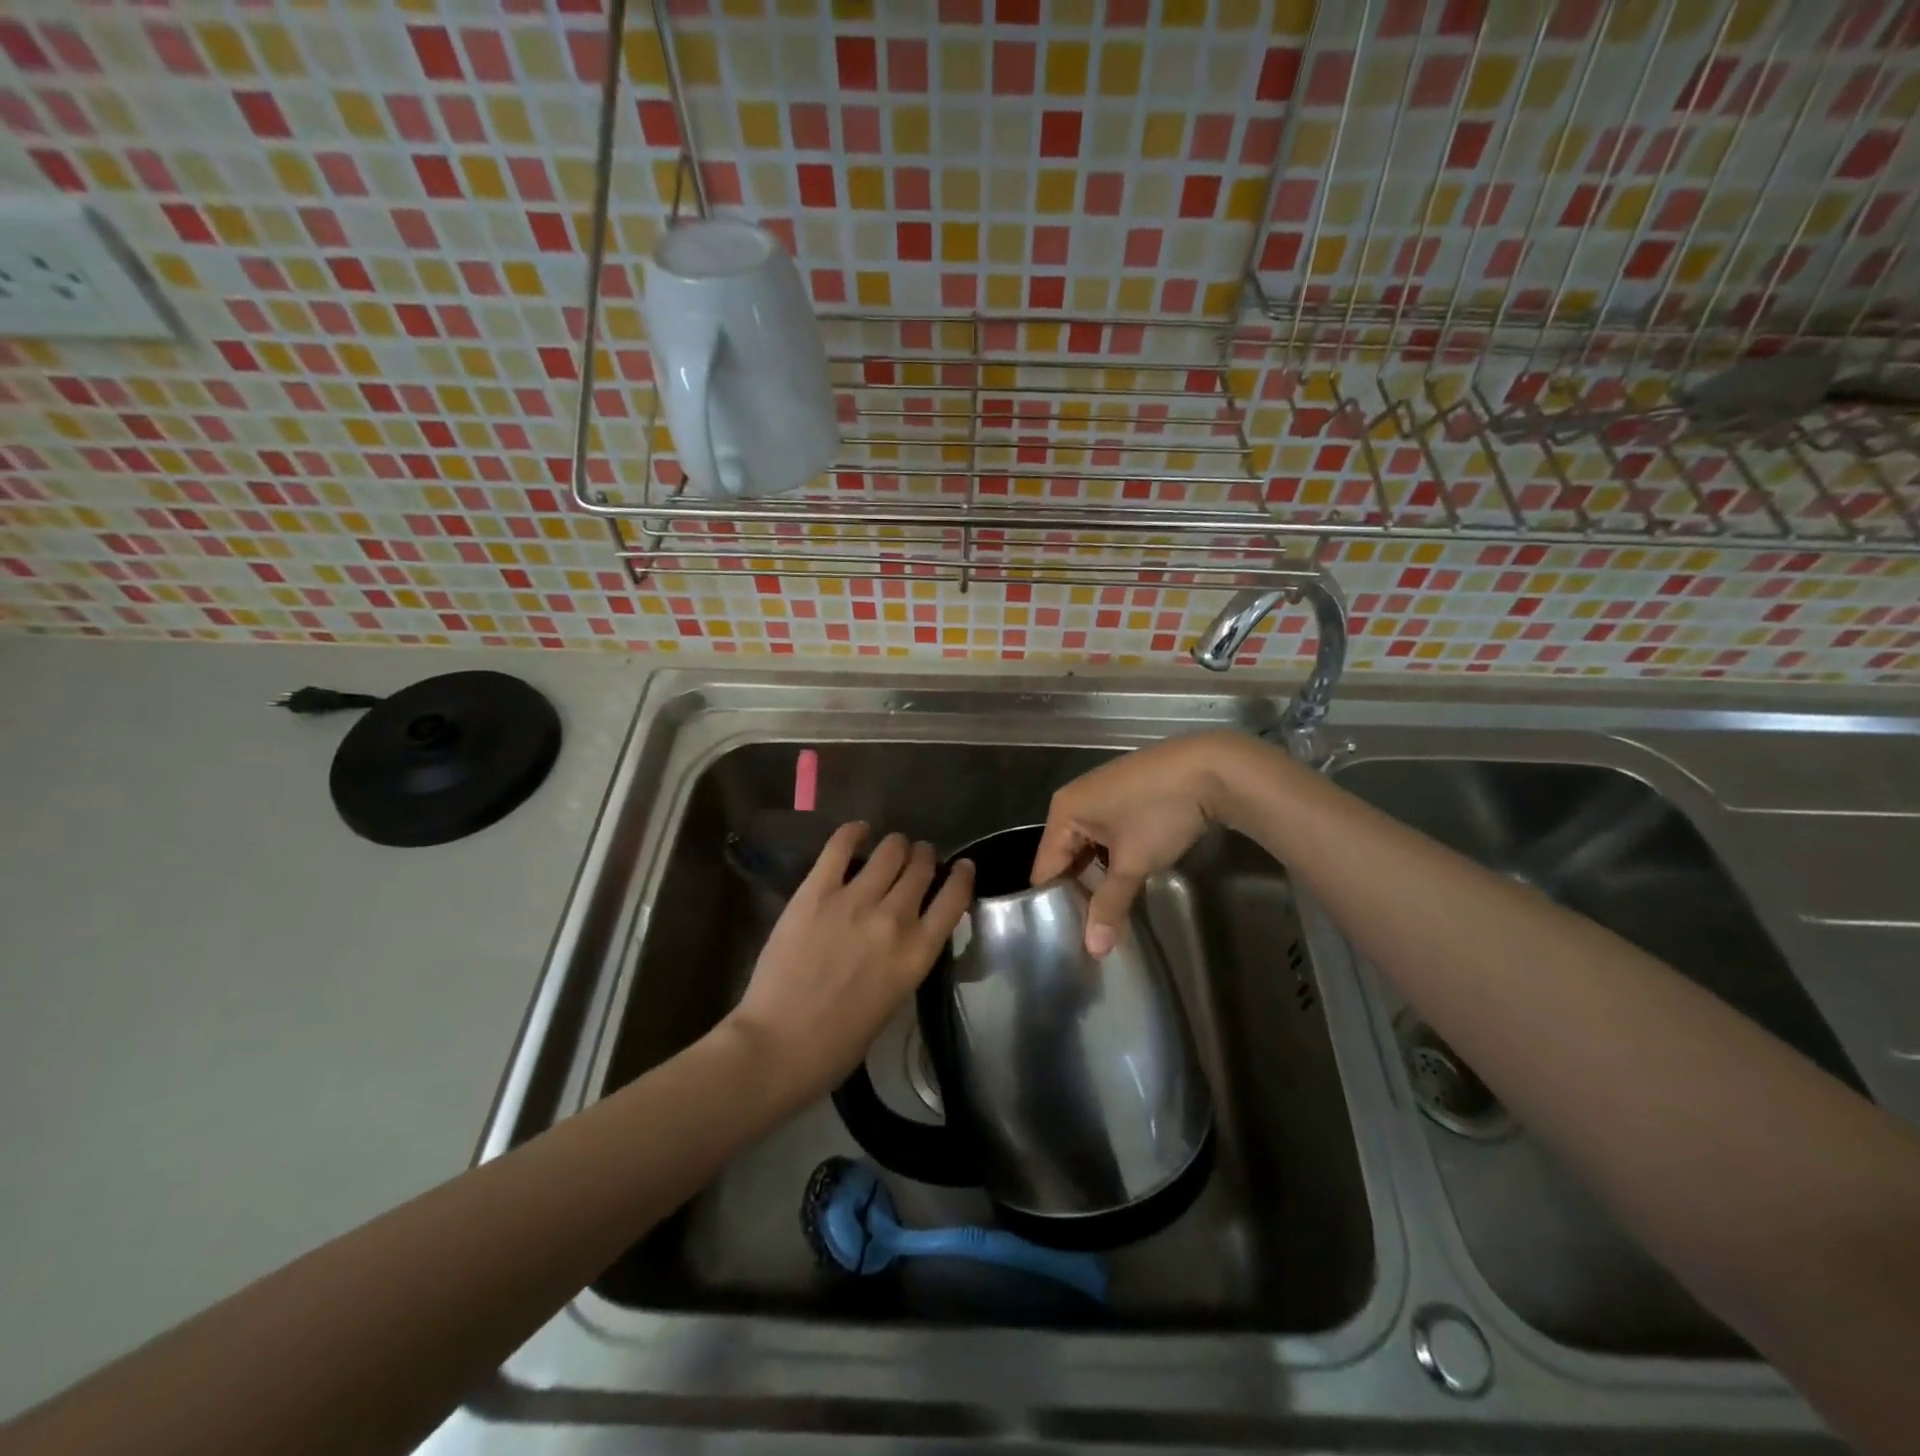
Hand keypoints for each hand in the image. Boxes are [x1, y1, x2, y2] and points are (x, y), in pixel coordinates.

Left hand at [724, 824, 973, 1106]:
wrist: (780, 1045)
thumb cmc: (839, 1041)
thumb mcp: (894, 999)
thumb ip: (905, 957)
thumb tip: (906, 929)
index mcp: (918, 953)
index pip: (954, 899)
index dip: (962, 876)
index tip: (961, 866)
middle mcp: (895, 918)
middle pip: (921, 867)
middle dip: (923, 857)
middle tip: (916, 857)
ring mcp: (855, 900)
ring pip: (890, 851)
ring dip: (896, 845)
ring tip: (891, 846)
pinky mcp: (816, 891)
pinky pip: (841, 846)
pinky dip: (854, 833)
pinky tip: (858, 831)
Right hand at [1032, 731, 1275, 955]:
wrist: (1211, 769)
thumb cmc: (1159, 813)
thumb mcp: (1133, 863)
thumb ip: (1110, 905)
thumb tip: (1094, 950)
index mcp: (1063, 811)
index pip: (1045, 867)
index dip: (1053, 901)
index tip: (1064, 934)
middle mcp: (1074, 798)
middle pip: (1065, 856)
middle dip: (1078, 889)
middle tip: (1089, 927)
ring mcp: (1101, 793)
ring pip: (1089, 845)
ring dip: (1098, 874)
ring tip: (1108, 909)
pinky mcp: (1125, 793)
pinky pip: (1106, 832)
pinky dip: (1113, 855)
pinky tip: (1127, 877)